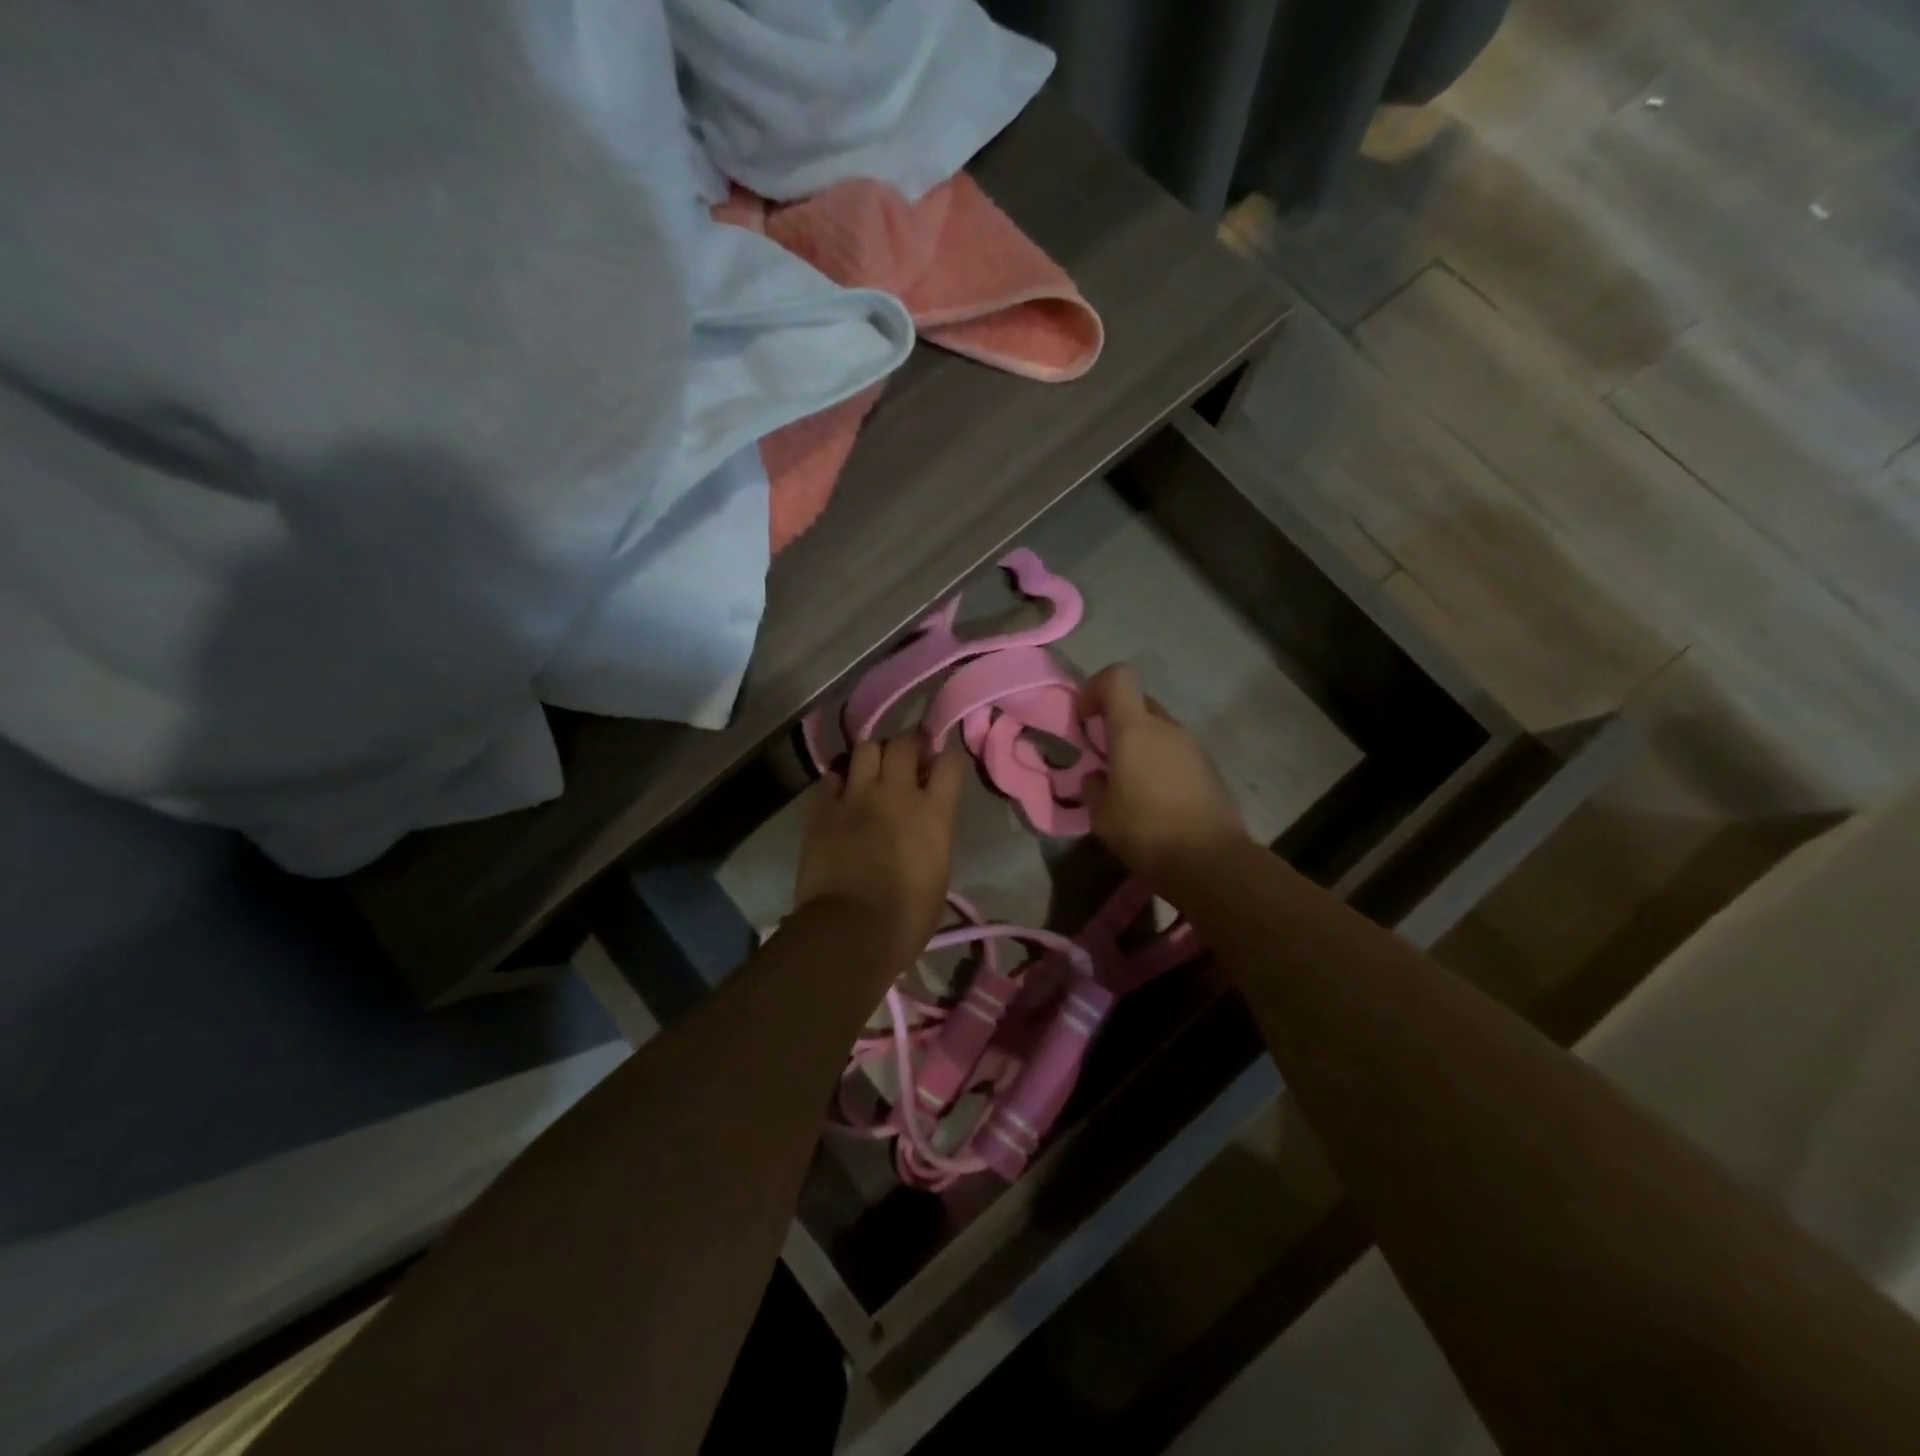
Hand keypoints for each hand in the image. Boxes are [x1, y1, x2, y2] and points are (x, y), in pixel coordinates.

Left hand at [795, 735, 964, 969]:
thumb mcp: (939, 874)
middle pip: (904, 743)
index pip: (949, 762)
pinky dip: (839, 779)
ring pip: (866, 748)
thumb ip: (934, 836)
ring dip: (873, 754)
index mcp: (934, 812)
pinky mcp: (823, 808)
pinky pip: (831, 776)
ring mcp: (856, 796)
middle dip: (908, 744)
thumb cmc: (907, 917)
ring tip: (872, 770)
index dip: (946, 755)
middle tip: (907, 758)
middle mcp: (897, 793)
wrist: (850, 931)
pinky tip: (841, 792)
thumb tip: (926, 826)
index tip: (941, 760)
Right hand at [1080, 664, 1250, 880]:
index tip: (1084, 718)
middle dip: (1116, 720)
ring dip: (1141, 744)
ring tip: (1130, 783)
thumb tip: (1096, 776)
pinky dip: (1161, 762)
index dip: (1095, 687)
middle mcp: (1166, 727)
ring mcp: (1193, 746)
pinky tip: (1156, 798)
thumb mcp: (1101, 814)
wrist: (1210, 860)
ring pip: (1159, 729)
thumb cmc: (1145, 831)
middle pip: (1138, 702)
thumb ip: (1092, 786)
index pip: (1118, 676)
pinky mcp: (1210, 768)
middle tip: (1103, 755)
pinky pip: (1177, 751)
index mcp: (1134, 729)